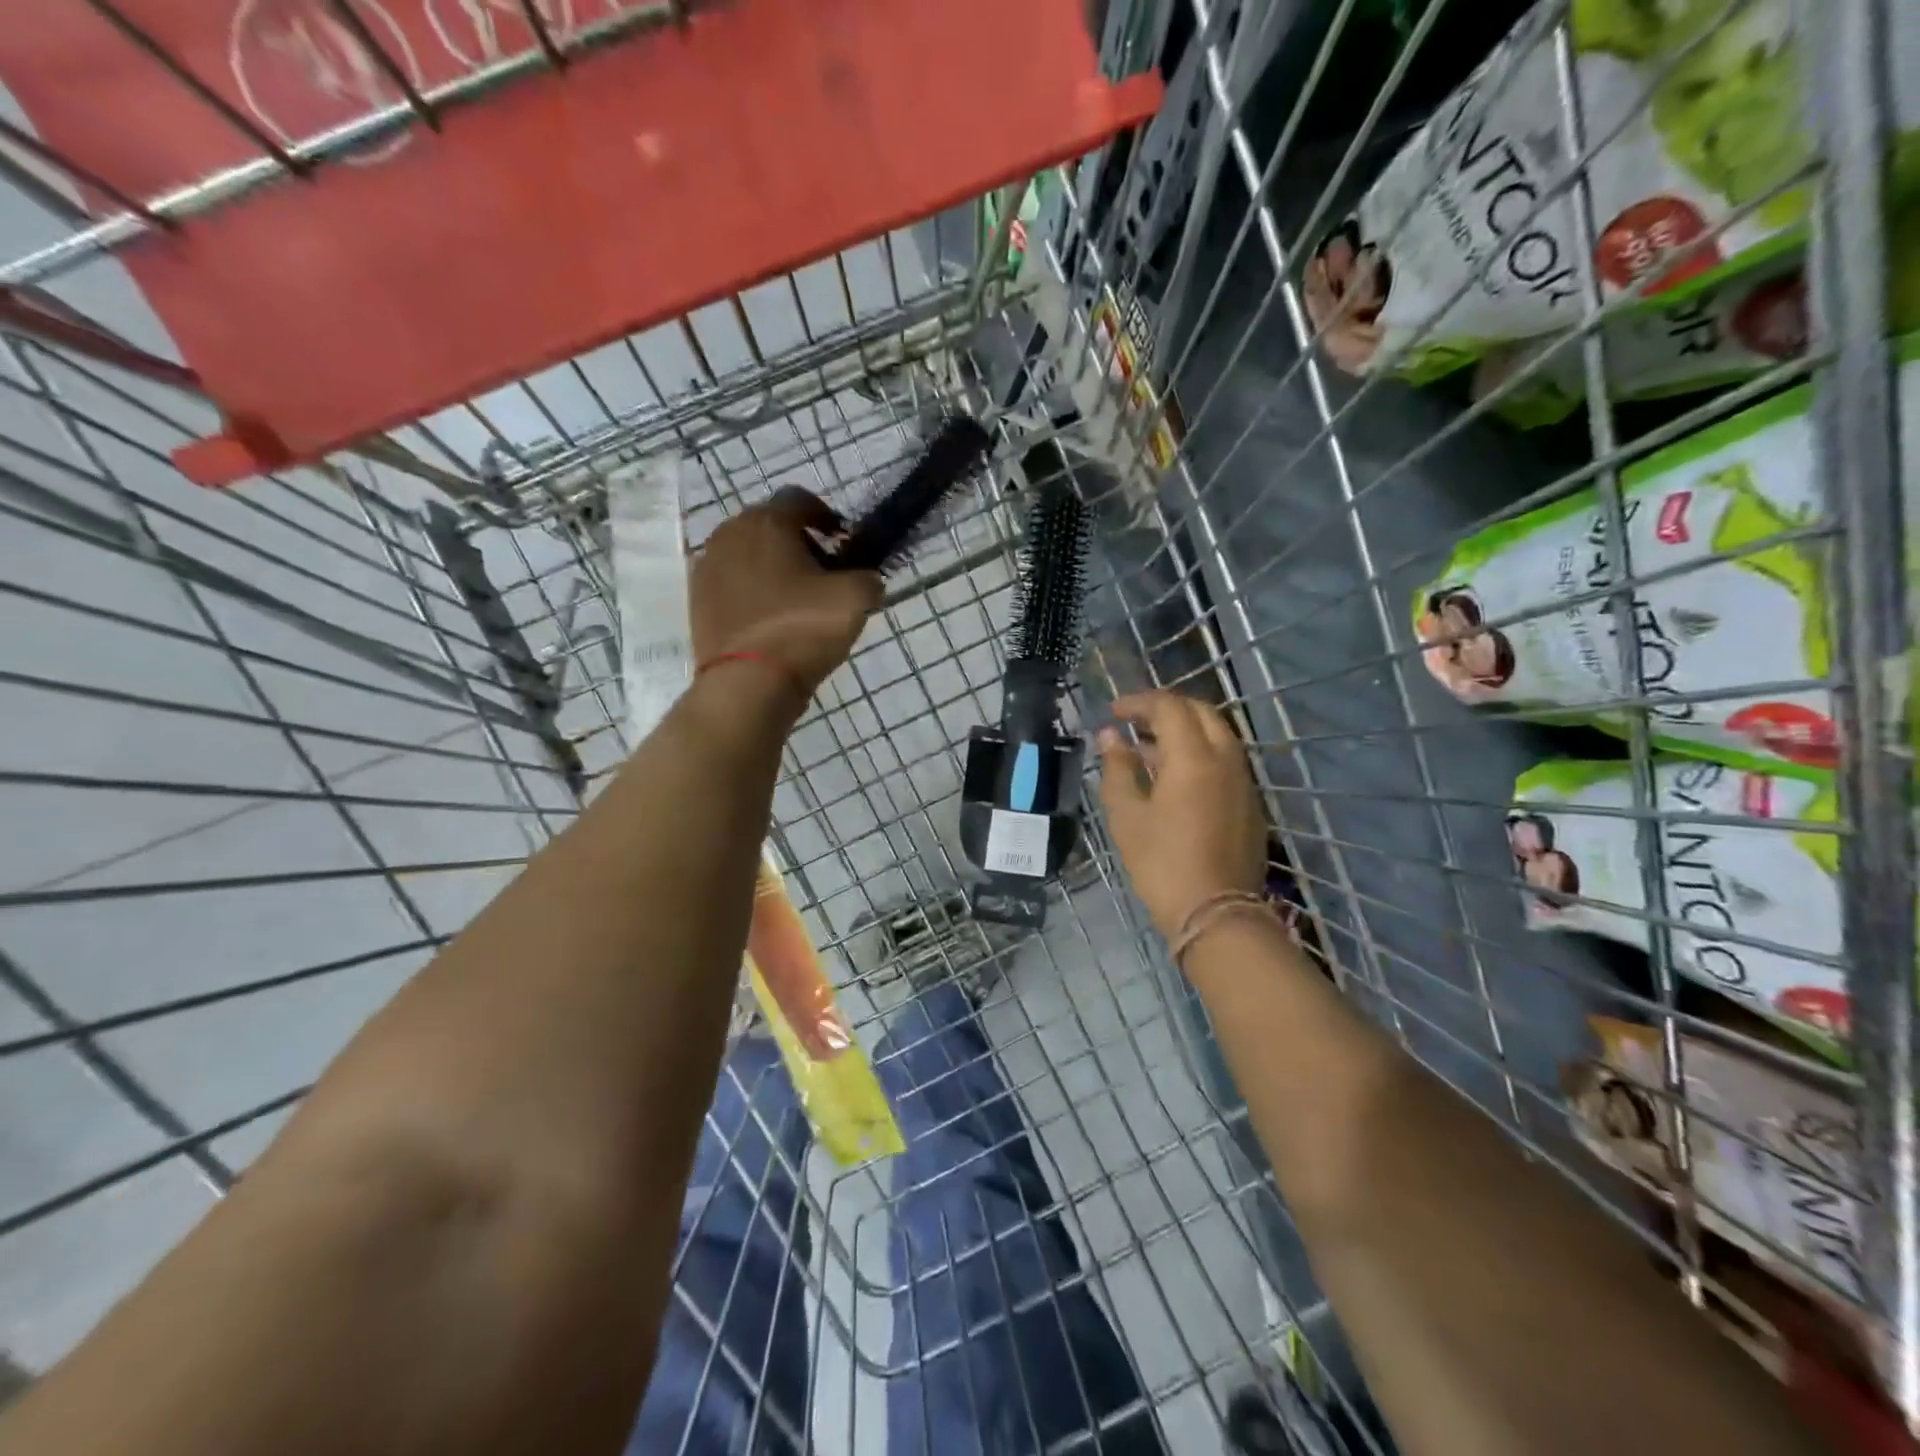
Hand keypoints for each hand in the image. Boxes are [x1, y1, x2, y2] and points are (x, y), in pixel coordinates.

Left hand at [691, 488, 882, 705]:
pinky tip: (772, 618)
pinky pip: (733, 583)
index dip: (827, 517)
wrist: (747, 683)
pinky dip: (753, 591)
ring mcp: (707, 567)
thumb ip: (869, 578)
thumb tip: (866, 579)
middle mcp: (729, 533)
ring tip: (797, 599)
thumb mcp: (856, 599)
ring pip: (749, 554)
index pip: (800, 500)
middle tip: (823, 573)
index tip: (844, 543)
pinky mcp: (697, 600)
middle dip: (799, 542)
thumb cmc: (803, 628)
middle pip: (771, 526)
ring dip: (773, 567)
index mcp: (767, 522)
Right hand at [1097, 691, 1266, 942]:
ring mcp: (1243, 781)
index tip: (1113, 712)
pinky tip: (1174, 778)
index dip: (1138, 703)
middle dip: (1165, 709)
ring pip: (1217, 735)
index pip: (1169, 707)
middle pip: (1200, 712)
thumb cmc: (1162, 863)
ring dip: (1183, 731)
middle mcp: (1226, 759)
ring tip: (1148, 749)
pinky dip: (1199, 753)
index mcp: (1194, 757)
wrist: (1215, 913)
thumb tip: (1110, 737)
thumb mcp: (1127, 815)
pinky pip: (1225, 761)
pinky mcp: (1250, 803)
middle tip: (1134, 722)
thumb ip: (1117, 768)